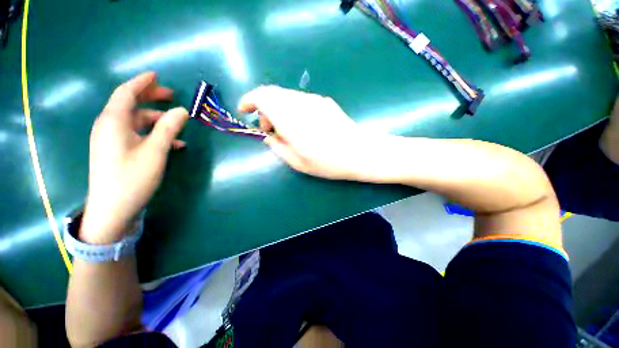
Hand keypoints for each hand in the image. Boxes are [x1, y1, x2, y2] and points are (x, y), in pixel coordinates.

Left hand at [80, 72, 188, 243]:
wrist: (112, 209)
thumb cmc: (132, 178)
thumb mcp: (155, 151)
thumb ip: (168, 128)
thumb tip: (181, 110)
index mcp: (114, 121)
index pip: (126, 93)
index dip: (142, 82)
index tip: (157, 75)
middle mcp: (109, 126)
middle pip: (130, 104)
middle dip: (151, 97)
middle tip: (171, 95)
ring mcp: (112, 139)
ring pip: (136, 120)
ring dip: (156, 118)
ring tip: (177, 122)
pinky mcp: (118, 151)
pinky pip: (137, 134)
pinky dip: (154, 133)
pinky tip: (173, 142)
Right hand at [239, 86, 370, 179]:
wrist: (359, 152)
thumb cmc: (328, 162)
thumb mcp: (298, 162)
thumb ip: (278, 147)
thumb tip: (269, 137)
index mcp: (290, 118)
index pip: (262, 96)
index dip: (249, 100)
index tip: (244, 111)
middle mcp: (301, 103)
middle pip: (273, 94)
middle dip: (264, 108)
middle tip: (269, 129)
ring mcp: (314, 100)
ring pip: (286, 96)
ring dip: (278, 108)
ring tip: (285, 129)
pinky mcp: (324, 101)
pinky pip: (300, 100)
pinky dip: (291, 108)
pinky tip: (301, 125)